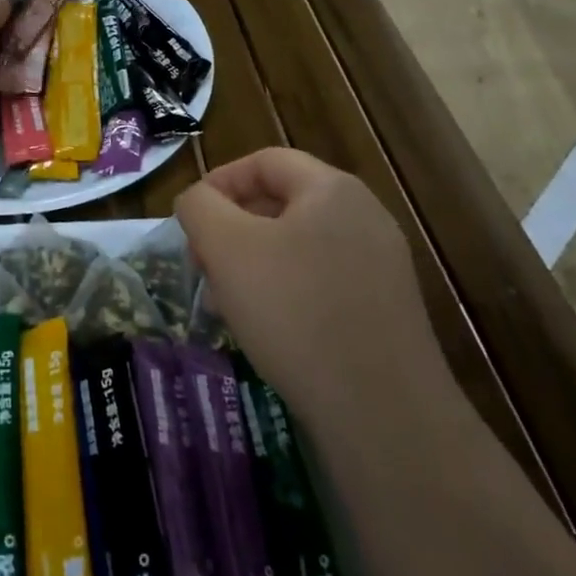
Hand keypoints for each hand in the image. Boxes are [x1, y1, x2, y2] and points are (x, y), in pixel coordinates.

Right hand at [176, 148, 448, 420]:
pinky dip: (286, 292)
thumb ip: (200, 207)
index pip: (264, 161)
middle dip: (231, 229)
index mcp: (332, 189)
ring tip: (225, 303)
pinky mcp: (385, 310)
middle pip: (281, 202)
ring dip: (253, 264)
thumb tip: (197, 202)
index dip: (219, 181)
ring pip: (298, 246)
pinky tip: (266, 330)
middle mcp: (364, 216)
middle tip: (202, 265)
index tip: (190, 221)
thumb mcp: (227, 248)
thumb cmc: (295, 312)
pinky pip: (322, 282)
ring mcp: (381, 265)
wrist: (383, 414)